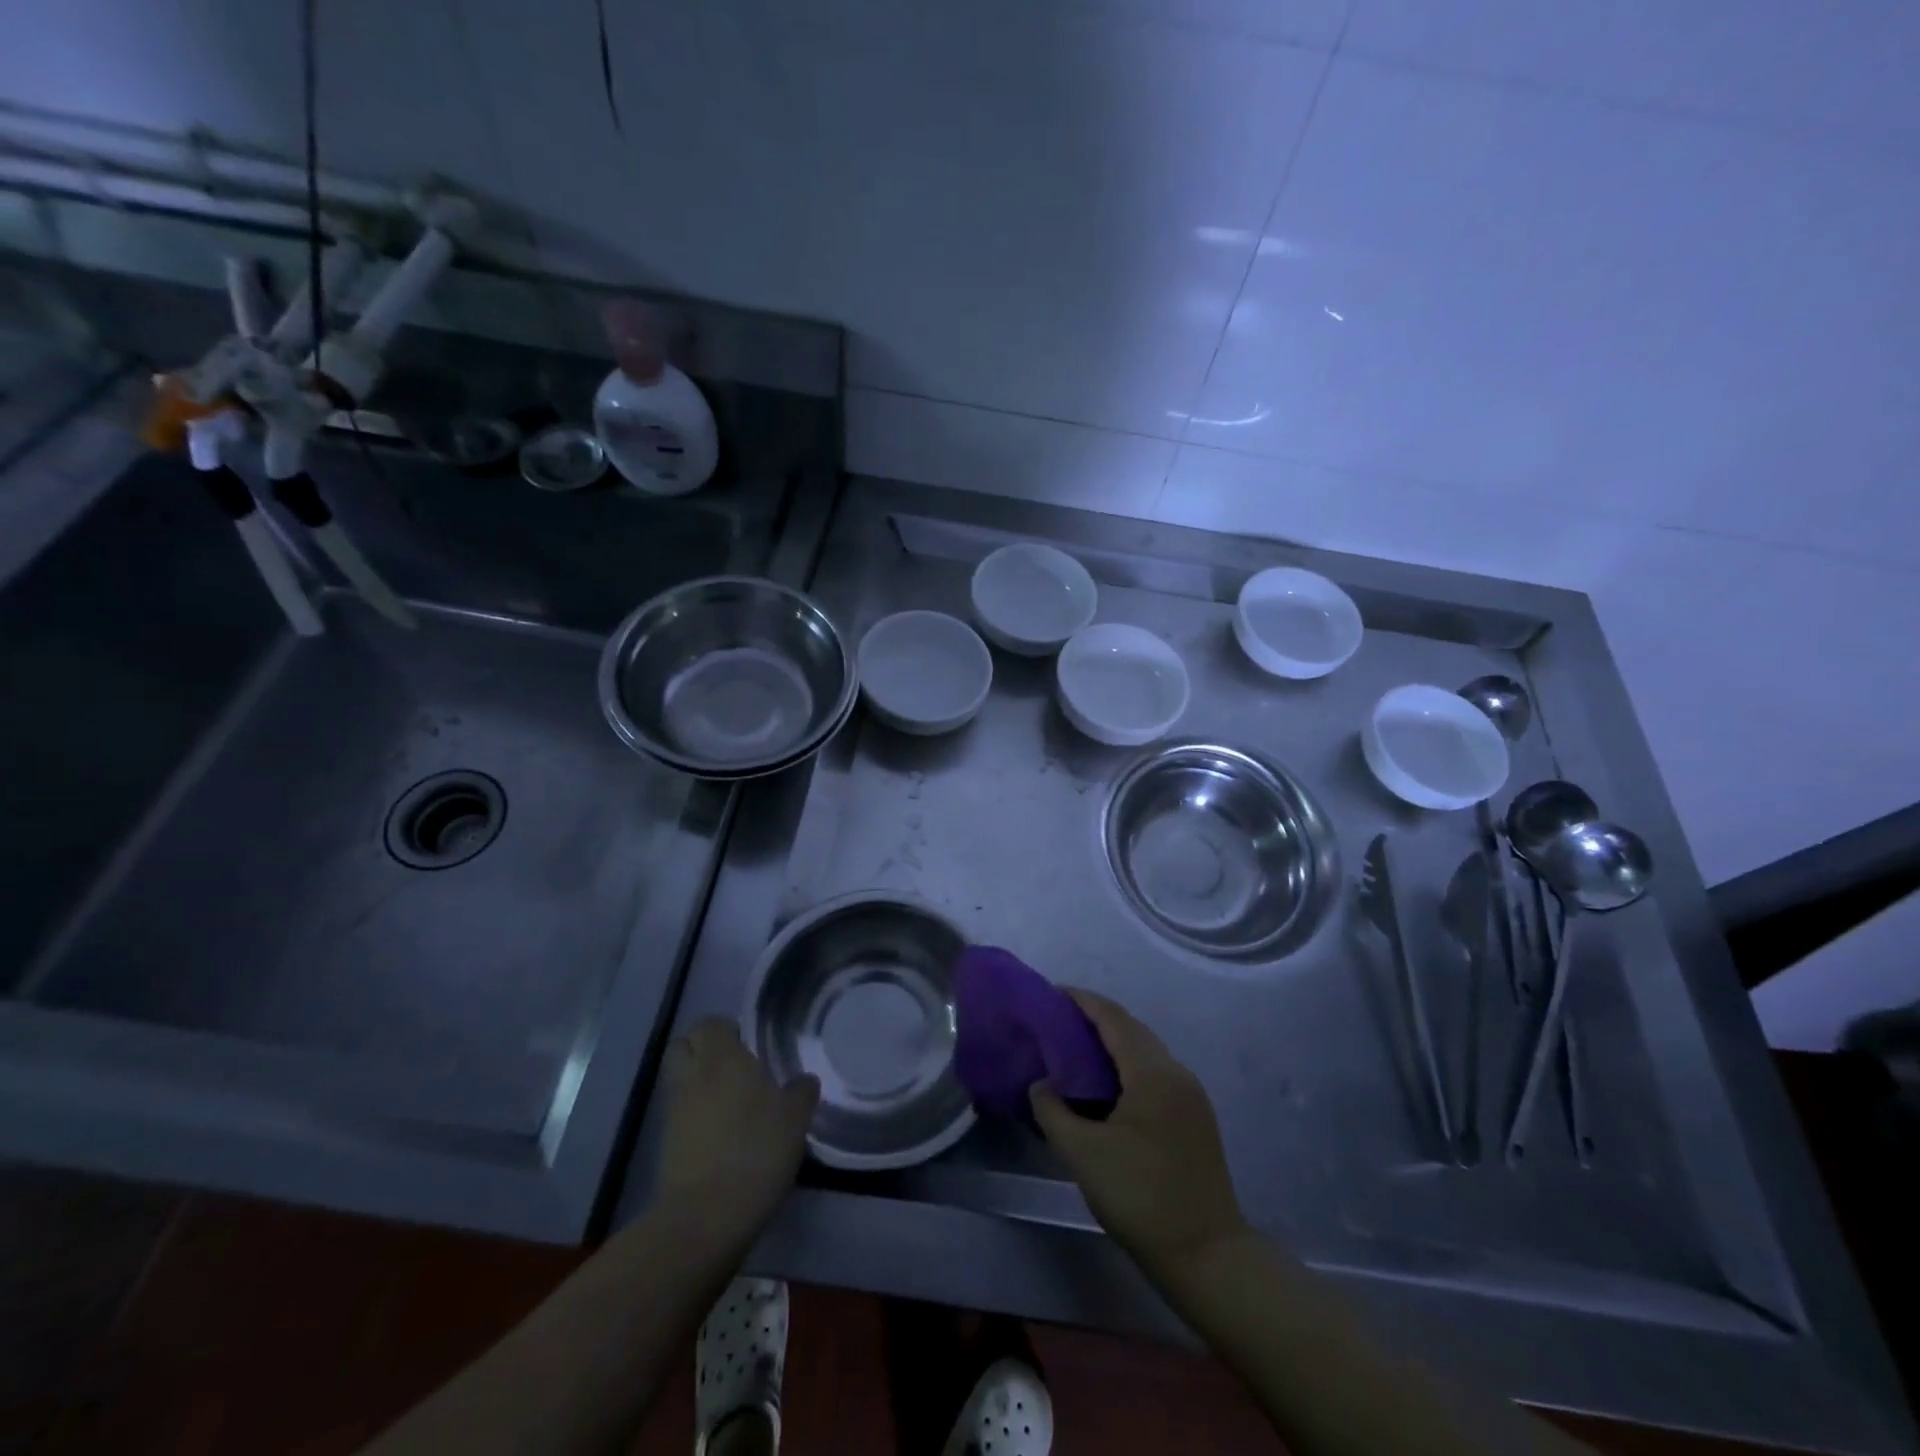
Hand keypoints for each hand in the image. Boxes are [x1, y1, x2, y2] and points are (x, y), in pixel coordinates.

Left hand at [656, 1019, 819, 1236]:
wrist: (706, 1216)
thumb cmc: (757, 1151)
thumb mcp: (796, 1119)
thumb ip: (801, 1092)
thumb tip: (803, 1081)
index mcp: (724, 1058)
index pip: (710, 1024)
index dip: (726, 1030)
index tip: (748, 1045)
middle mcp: (694, 1075)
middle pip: (683, 1045)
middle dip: (702, 1049)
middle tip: (732, 1067)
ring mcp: (674, 1110)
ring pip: (678, 1079)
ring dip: (696, 1082)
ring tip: (728, 1101)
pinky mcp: (665, 1143)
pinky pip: (678, 1112)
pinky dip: (693, 1114)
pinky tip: (719, 1132)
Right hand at [1031, 990, 1249, 1279]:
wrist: (1208, 1256)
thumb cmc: (1141, 1197)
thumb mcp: (1083, 1154)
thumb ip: (1053, 1110)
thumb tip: (1041, 1084)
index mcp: (1152, 1072)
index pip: (1113, 1018)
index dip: (1082, 1001)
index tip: (1051, 994)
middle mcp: (1176, 1072)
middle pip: (1131, 1029)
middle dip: (1095, 1019)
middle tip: (1057, 1022)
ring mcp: (1191, 1095)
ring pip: (1145, 1051)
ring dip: (1112, 1043)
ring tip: (1075, 1050)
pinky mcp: (1195, 1117)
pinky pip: (1155, 1073)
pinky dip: (1127, 1066)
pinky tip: (1106, 1086)